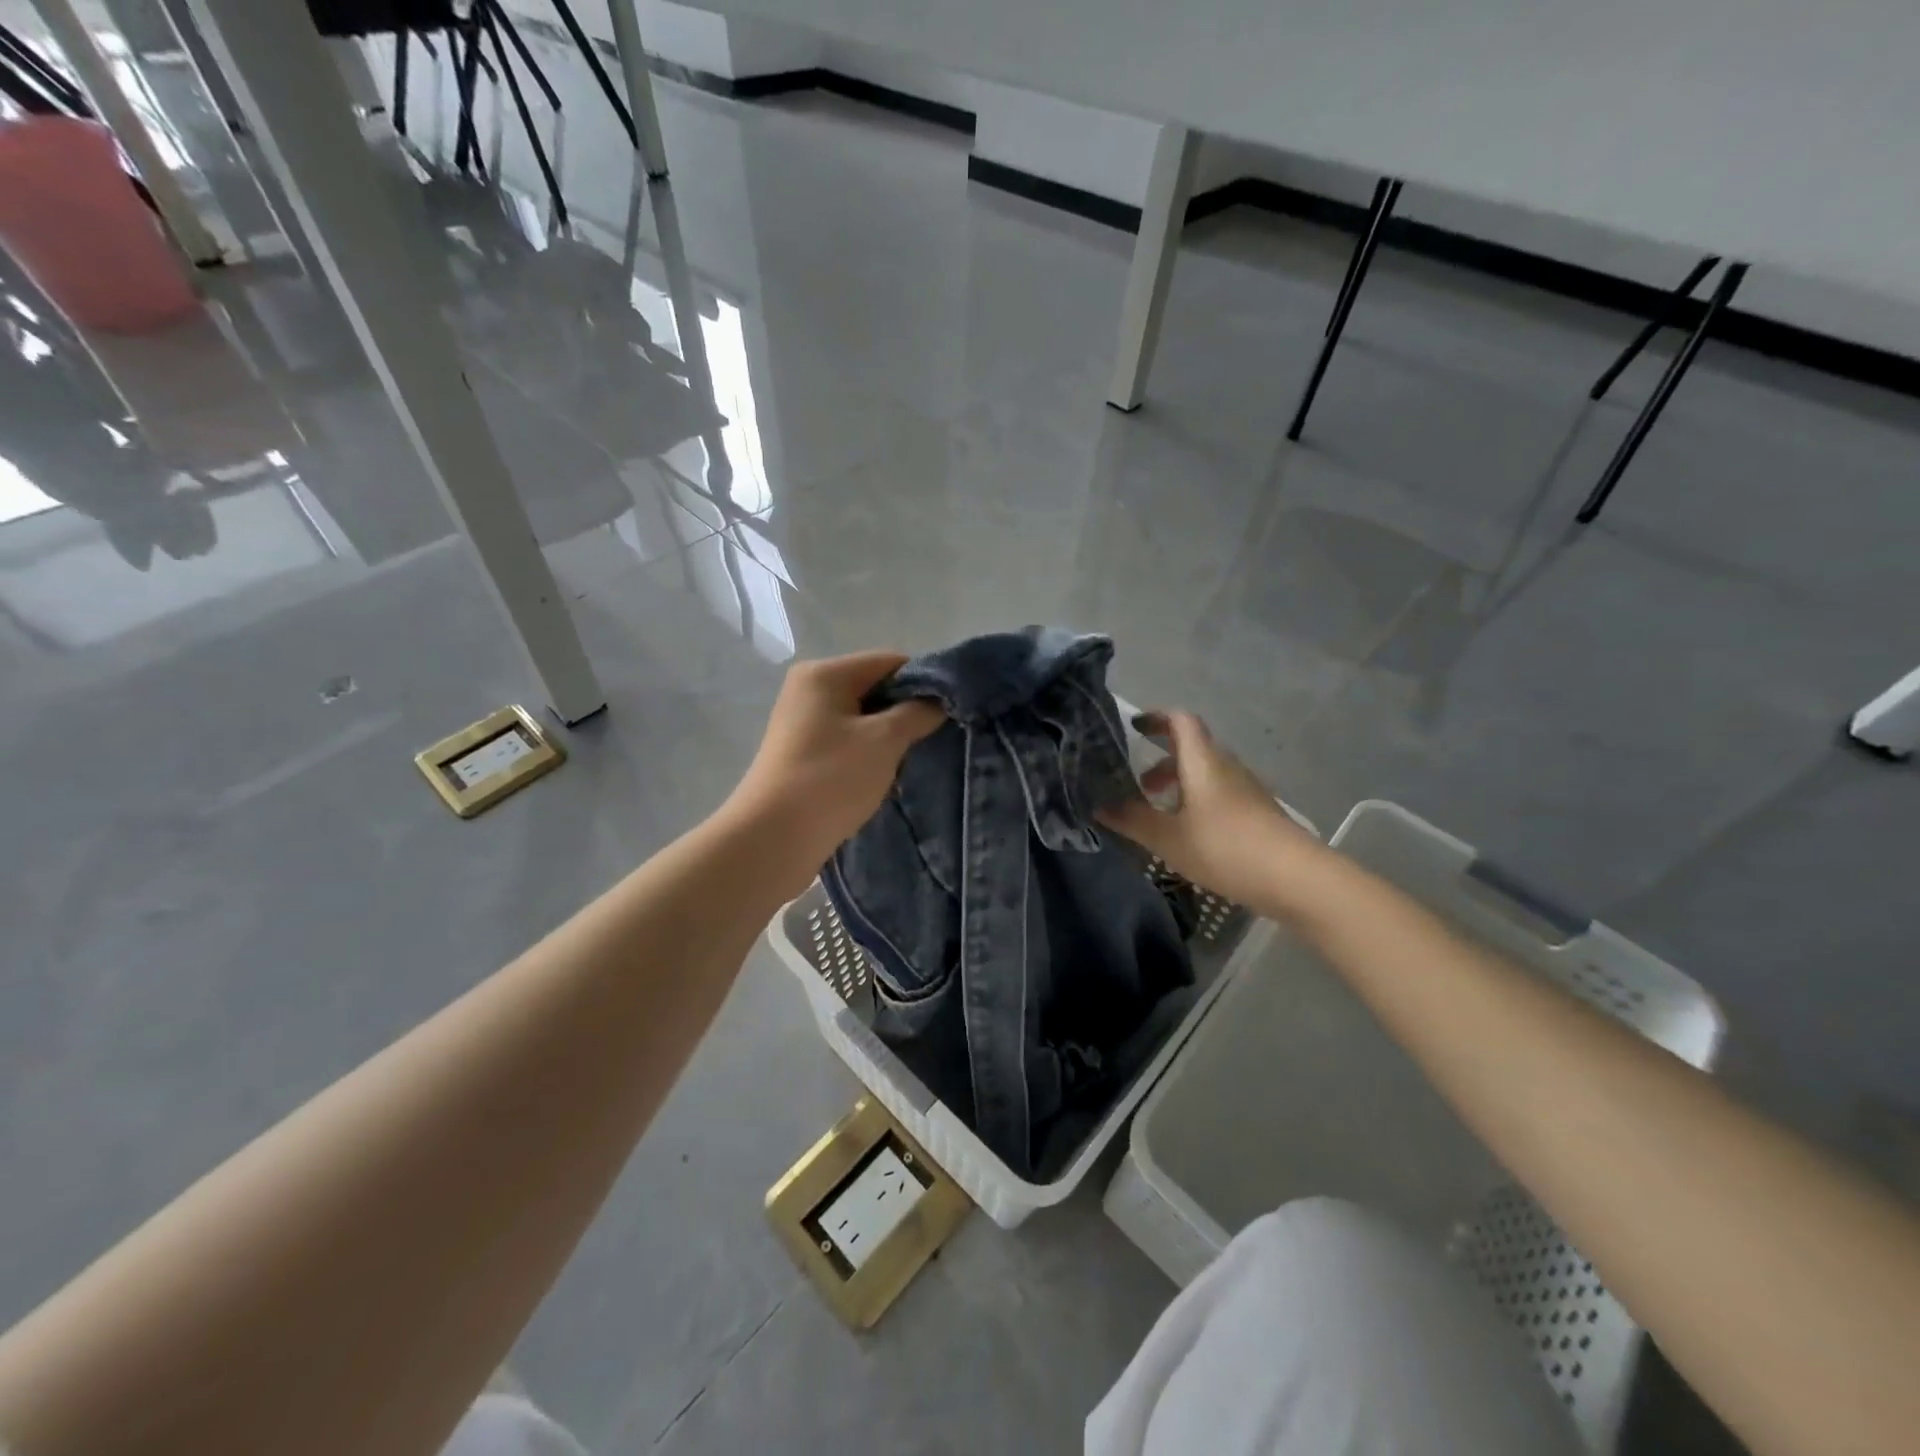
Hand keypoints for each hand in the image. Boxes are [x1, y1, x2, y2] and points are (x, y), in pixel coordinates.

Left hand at [725, 651, 943, 890]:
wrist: (774, 837)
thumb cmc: (831, 778)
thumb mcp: (884, 741)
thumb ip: (917, 713)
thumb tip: (938, 702)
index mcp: (825, 674)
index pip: (889, 662)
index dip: (923, 683)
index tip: (948, 713)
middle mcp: (809, 690)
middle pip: (875, 688)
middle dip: (905, 713)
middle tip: (932, 741)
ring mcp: (802, 723)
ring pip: (863, 719)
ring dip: (888, 739)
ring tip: (909, 763)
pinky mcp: (802, 754)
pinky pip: (848, 742)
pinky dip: (868, 755)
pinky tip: (883, 778)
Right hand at [1098, 711, 1319, 912]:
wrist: (1296, 878)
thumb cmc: (1226, 848)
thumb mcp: (1169, 838)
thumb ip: (1132, 820)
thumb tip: (1098, 806)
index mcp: (1203, 761)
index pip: (1181, 721)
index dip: (1156, 718)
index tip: (1133, 728)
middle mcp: (1225, 766)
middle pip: (1191, 747)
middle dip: (1161, 760)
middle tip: (1136, 785)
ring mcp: (1245, 789)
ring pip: (1205, 773)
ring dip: (1179, 784)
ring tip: (1158, 813)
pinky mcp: (1256, 811)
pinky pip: (1218, 793)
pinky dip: (1196, 801)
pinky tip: (1187, 833)